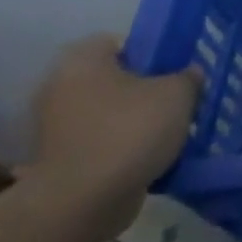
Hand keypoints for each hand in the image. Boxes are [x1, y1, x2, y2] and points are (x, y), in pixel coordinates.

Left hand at [24, 35, 201, 241]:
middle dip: (143, 89)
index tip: (174, 70)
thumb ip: (188, 77)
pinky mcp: (57, 160)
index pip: (117, 42)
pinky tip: (149, 157)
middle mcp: (58, 88)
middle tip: (177, 101)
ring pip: (106, 113)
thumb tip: (188, 75)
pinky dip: (120, 147)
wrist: (83, 200)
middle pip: (112, 79)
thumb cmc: (130, 131)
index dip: (149, 52)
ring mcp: (53, 127)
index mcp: (82, 62)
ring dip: (132, 120)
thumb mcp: (178, 94)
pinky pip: (99, 142)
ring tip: (168, 132)